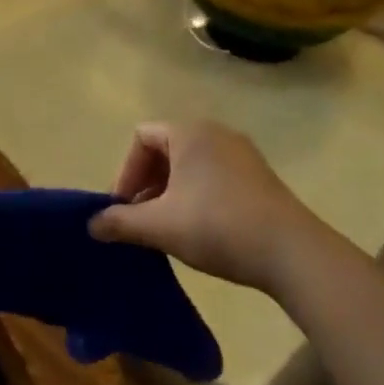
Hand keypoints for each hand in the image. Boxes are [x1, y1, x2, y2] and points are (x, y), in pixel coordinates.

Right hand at [91, 121, 318, 290]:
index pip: (141, 138)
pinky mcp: (259, 177)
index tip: (123, 208)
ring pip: (190, 165)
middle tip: (140, 219)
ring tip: (167, 228)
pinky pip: (214, 175)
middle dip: (146, 184)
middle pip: (165, 149)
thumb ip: (120, 222)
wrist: (292, 253)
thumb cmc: (217, 226)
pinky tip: (199, 229)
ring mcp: (242, 154)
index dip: (125, 172)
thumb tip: (91, 225)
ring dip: (170, 192)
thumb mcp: (160, 226)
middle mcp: (216, 132)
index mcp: (189, 132)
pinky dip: (196, 195)